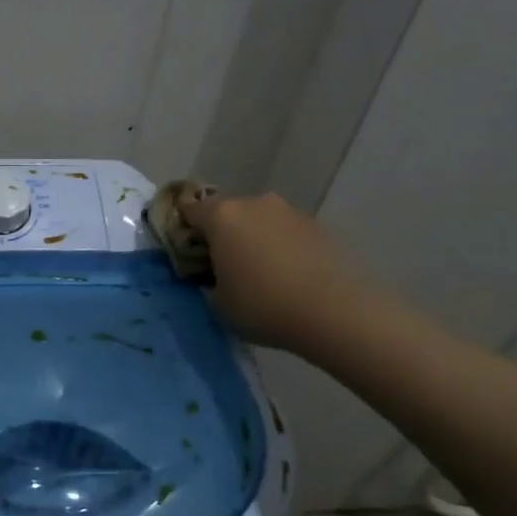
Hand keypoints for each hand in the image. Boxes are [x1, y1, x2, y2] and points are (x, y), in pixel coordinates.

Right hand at [178, 190, 376, 353]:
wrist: (334, 312)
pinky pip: (283, 232)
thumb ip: (206, 281)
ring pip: (257, 221)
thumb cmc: (262, 305)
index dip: (182, 230)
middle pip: (225, 212)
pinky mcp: (317, 226)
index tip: (184, 252)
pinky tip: (284, 275)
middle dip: (219, 234)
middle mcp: (254, 203)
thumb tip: (213, 274)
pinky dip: (278, 246)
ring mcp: (288, 212)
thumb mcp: (217, 302)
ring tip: (256, 272)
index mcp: (221, 216)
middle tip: (219, 265)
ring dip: (251, 239)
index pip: (188, 211)